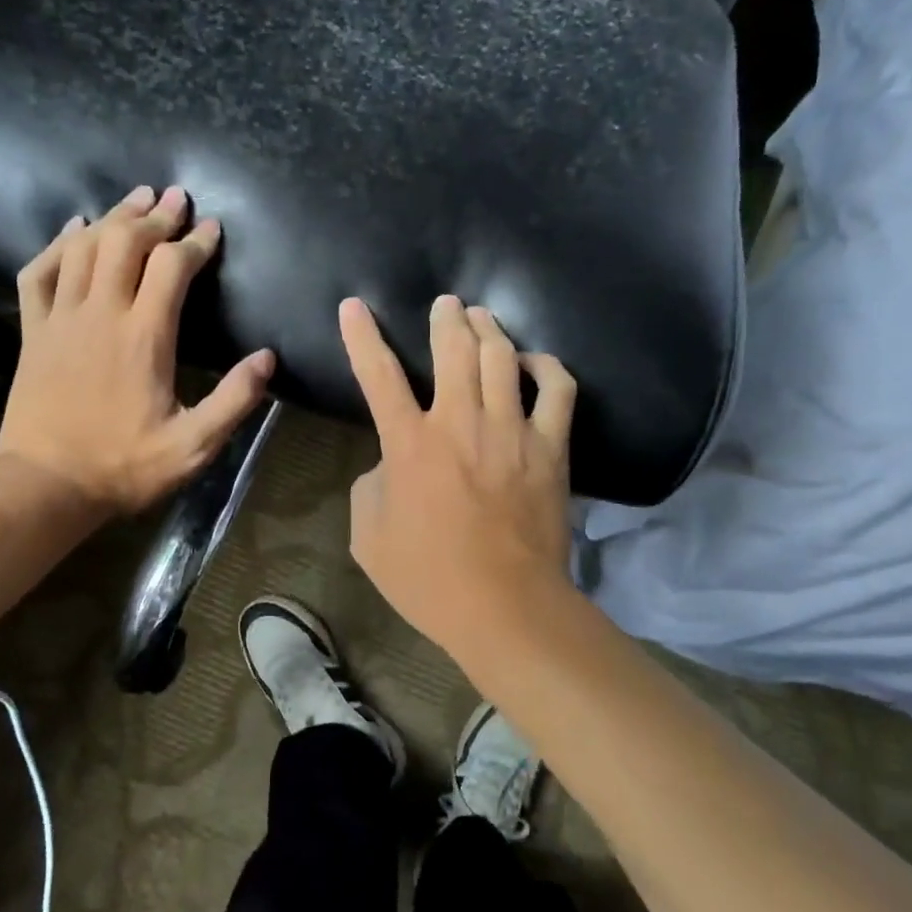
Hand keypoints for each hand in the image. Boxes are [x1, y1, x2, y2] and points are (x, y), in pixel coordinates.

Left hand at [0, 185, 275, 517]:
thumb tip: (267, 358)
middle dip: (155, 215)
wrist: (44, 484)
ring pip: (84, 247)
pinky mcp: (34, 331)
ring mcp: (61, 318)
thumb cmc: (123, 466)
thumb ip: (234, 400)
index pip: (173, 267)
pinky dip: (58, 243)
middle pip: (126, 241)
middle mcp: (101, 313)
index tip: (213, 228)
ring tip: (136, 199)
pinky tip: (73, 228)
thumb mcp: (192, 446)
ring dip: (113, 218)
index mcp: (144, 336)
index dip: (196, 242)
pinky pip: (39, 271)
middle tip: (177, 198)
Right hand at [340, 294, 577, 651]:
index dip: (361, 336)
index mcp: (409, 444)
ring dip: (489, 328)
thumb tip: (391, 464)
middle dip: (446, 317)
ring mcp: (511, 430)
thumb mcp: (368, 536)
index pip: (378, 375)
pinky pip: (557, 390)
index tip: (354, 305)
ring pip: (502, 357)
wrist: (504, 606)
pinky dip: (547, 367)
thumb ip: (371, 486)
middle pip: (453, 348)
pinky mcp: (550, 447)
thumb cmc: (427, 577)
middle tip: (446, 304)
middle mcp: (460, 423)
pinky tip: (535, 362)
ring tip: (483, 317)